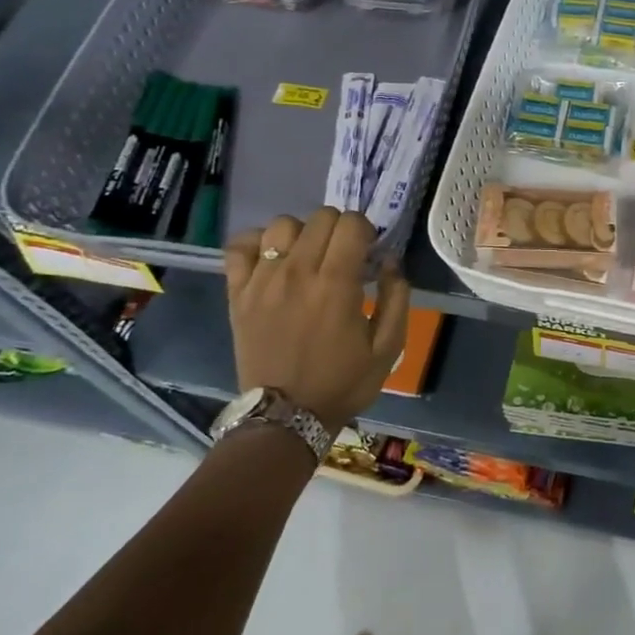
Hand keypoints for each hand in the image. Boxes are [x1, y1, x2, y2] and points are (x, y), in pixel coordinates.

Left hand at [225, 209, 410, 432]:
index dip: (366, 231)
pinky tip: (272, 259)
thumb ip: (397, 297)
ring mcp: (262, 280)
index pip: (351, 223)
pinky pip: (239, 246)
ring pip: (282, 224)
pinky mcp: (237, 292)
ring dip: (302, 234)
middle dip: (340, 229)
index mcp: (336, 284)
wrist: (286, 417)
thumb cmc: (342, 382)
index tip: (368, 254)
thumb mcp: (388, 347)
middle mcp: (297, 272)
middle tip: (342, 257)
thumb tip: (390, 261)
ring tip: (307, 257)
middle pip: (321, 217)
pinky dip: (257, 243)